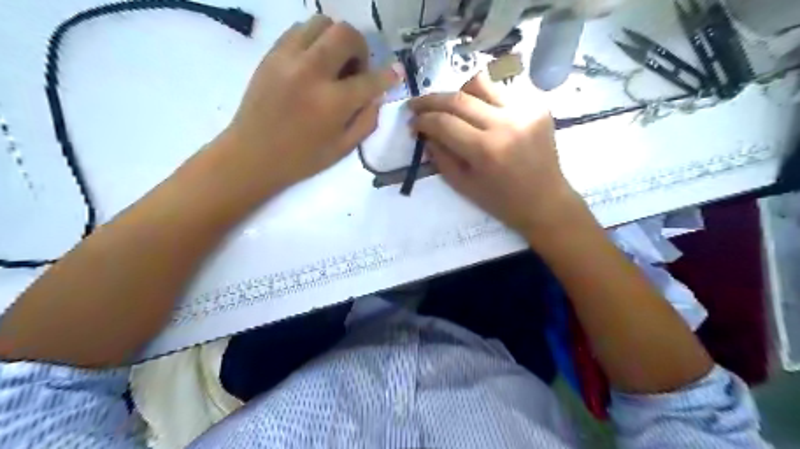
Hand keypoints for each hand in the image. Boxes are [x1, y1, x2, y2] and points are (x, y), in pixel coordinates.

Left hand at [213, 16, 398, 193]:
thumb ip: (367, 120)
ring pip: (321, 23)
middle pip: (346, 34)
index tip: (395, 73)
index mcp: (332, 103)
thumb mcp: (343, 148)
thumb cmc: (302, 159)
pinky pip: (299, 30)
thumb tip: (376, 96)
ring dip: (336, 40)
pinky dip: (314, 40)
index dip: (388, 76)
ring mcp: (288, 59)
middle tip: (356, 69)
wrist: (252, 155)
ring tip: (333, 64)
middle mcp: (312, 72)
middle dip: (361, 49)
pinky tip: (313, 62)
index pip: (370, 79)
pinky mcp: (271, 54)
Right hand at [409, 70, 585, 236]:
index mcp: (486, 150)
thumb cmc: (502, 201)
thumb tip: (425, 133)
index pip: (444, 123)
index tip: (412, 123)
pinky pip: (502, 91)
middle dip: (431, 100)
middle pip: (458, 98)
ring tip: (450, 106)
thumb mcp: (463, 186)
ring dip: (458, 93)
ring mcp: (525, 110)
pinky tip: (480, 113)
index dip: (422, 120)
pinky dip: (484, 99)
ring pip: (481, 83)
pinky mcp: (538, 106)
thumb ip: (440, 157)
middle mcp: (505, 123)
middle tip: (416, 105)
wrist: (546, 201)